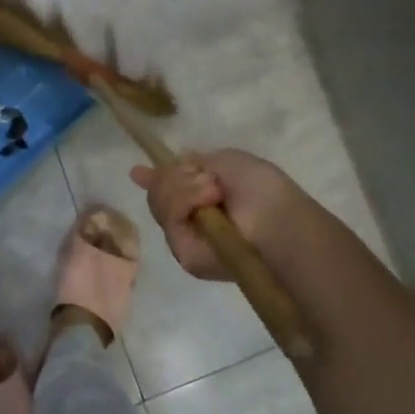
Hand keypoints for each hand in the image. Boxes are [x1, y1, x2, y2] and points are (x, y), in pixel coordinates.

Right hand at [129, 149, 308, 279]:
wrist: (276, 217)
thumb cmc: (260, 187)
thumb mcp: (225, 161)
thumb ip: (195, 163)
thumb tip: (177, 159)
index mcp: (205, 199)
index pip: (171, 191)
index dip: (155, 180)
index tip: (137, 172)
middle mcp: (193, 220)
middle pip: (159, 193)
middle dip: (174, 177)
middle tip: (205, 177)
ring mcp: (187, 238)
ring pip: (159, 203)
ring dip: (184, 187)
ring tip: (214, 190)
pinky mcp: (185, 254)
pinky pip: (169, 217)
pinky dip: (185, 201)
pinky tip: (208, 200)